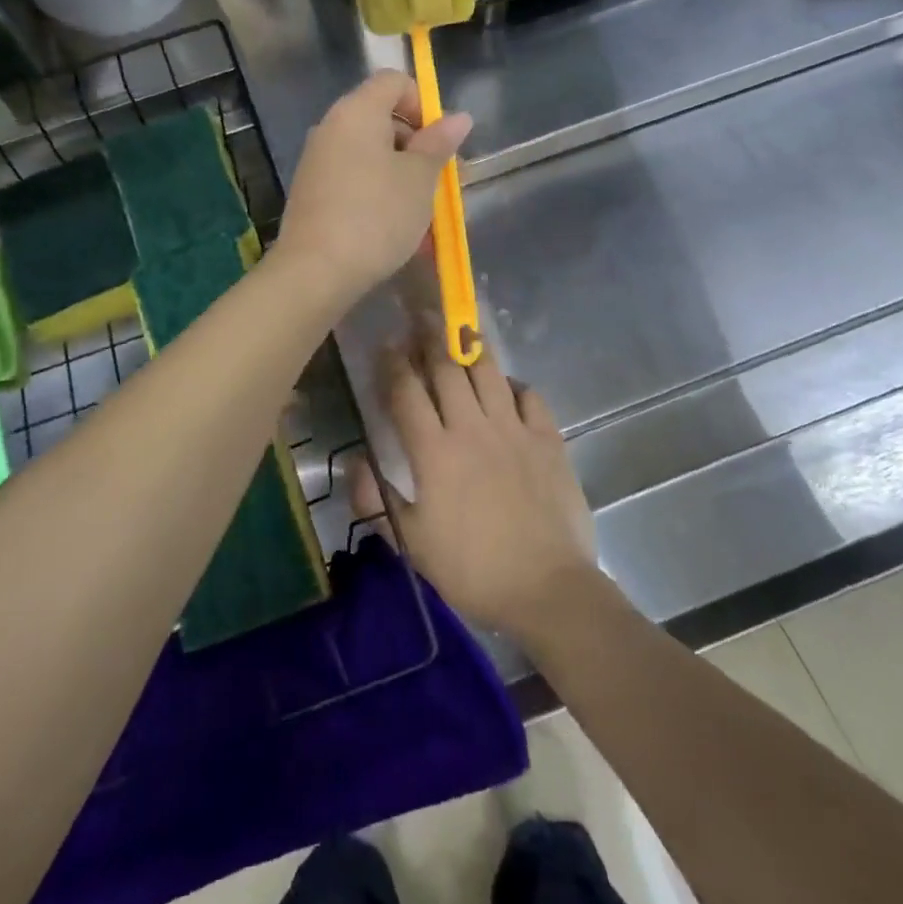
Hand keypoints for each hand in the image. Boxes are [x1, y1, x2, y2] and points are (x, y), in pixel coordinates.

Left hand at [275, 70, 471, 304]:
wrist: (316, 271)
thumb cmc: (377, 215)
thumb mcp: (419, 179)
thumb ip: (439, 144)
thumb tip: (459, 117)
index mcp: (356, 111)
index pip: (393, 82)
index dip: (423, 104)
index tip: (439, 143)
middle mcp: (331, 127)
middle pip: (381, 118)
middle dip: (416, 146)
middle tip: (438, 183)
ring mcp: (316, 161)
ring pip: (369, 154)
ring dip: (400, 175)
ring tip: (421, 213)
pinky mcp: (311, 192)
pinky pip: (352, 179)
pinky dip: (376, 193)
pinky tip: (392, 228)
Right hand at [360, 331, 596, 642]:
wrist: (548, 588)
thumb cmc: (473, 569)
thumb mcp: (413, 543)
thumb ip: (378, 500)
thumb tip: (353, 467)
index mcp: (434, 452)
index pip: (406, 393)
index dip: (392, 364)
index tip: (385, 344)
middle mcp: (472, 427)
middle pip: (446, 368)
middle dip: (429, 337)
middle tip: (420, 316)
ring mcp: (513, 429)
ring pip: (487, 371)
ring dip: (470, 345)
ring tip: (459, 327)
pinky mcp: (547, 438)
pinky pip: (529, 396)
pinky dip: (514, 384)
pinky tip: (506, 385)